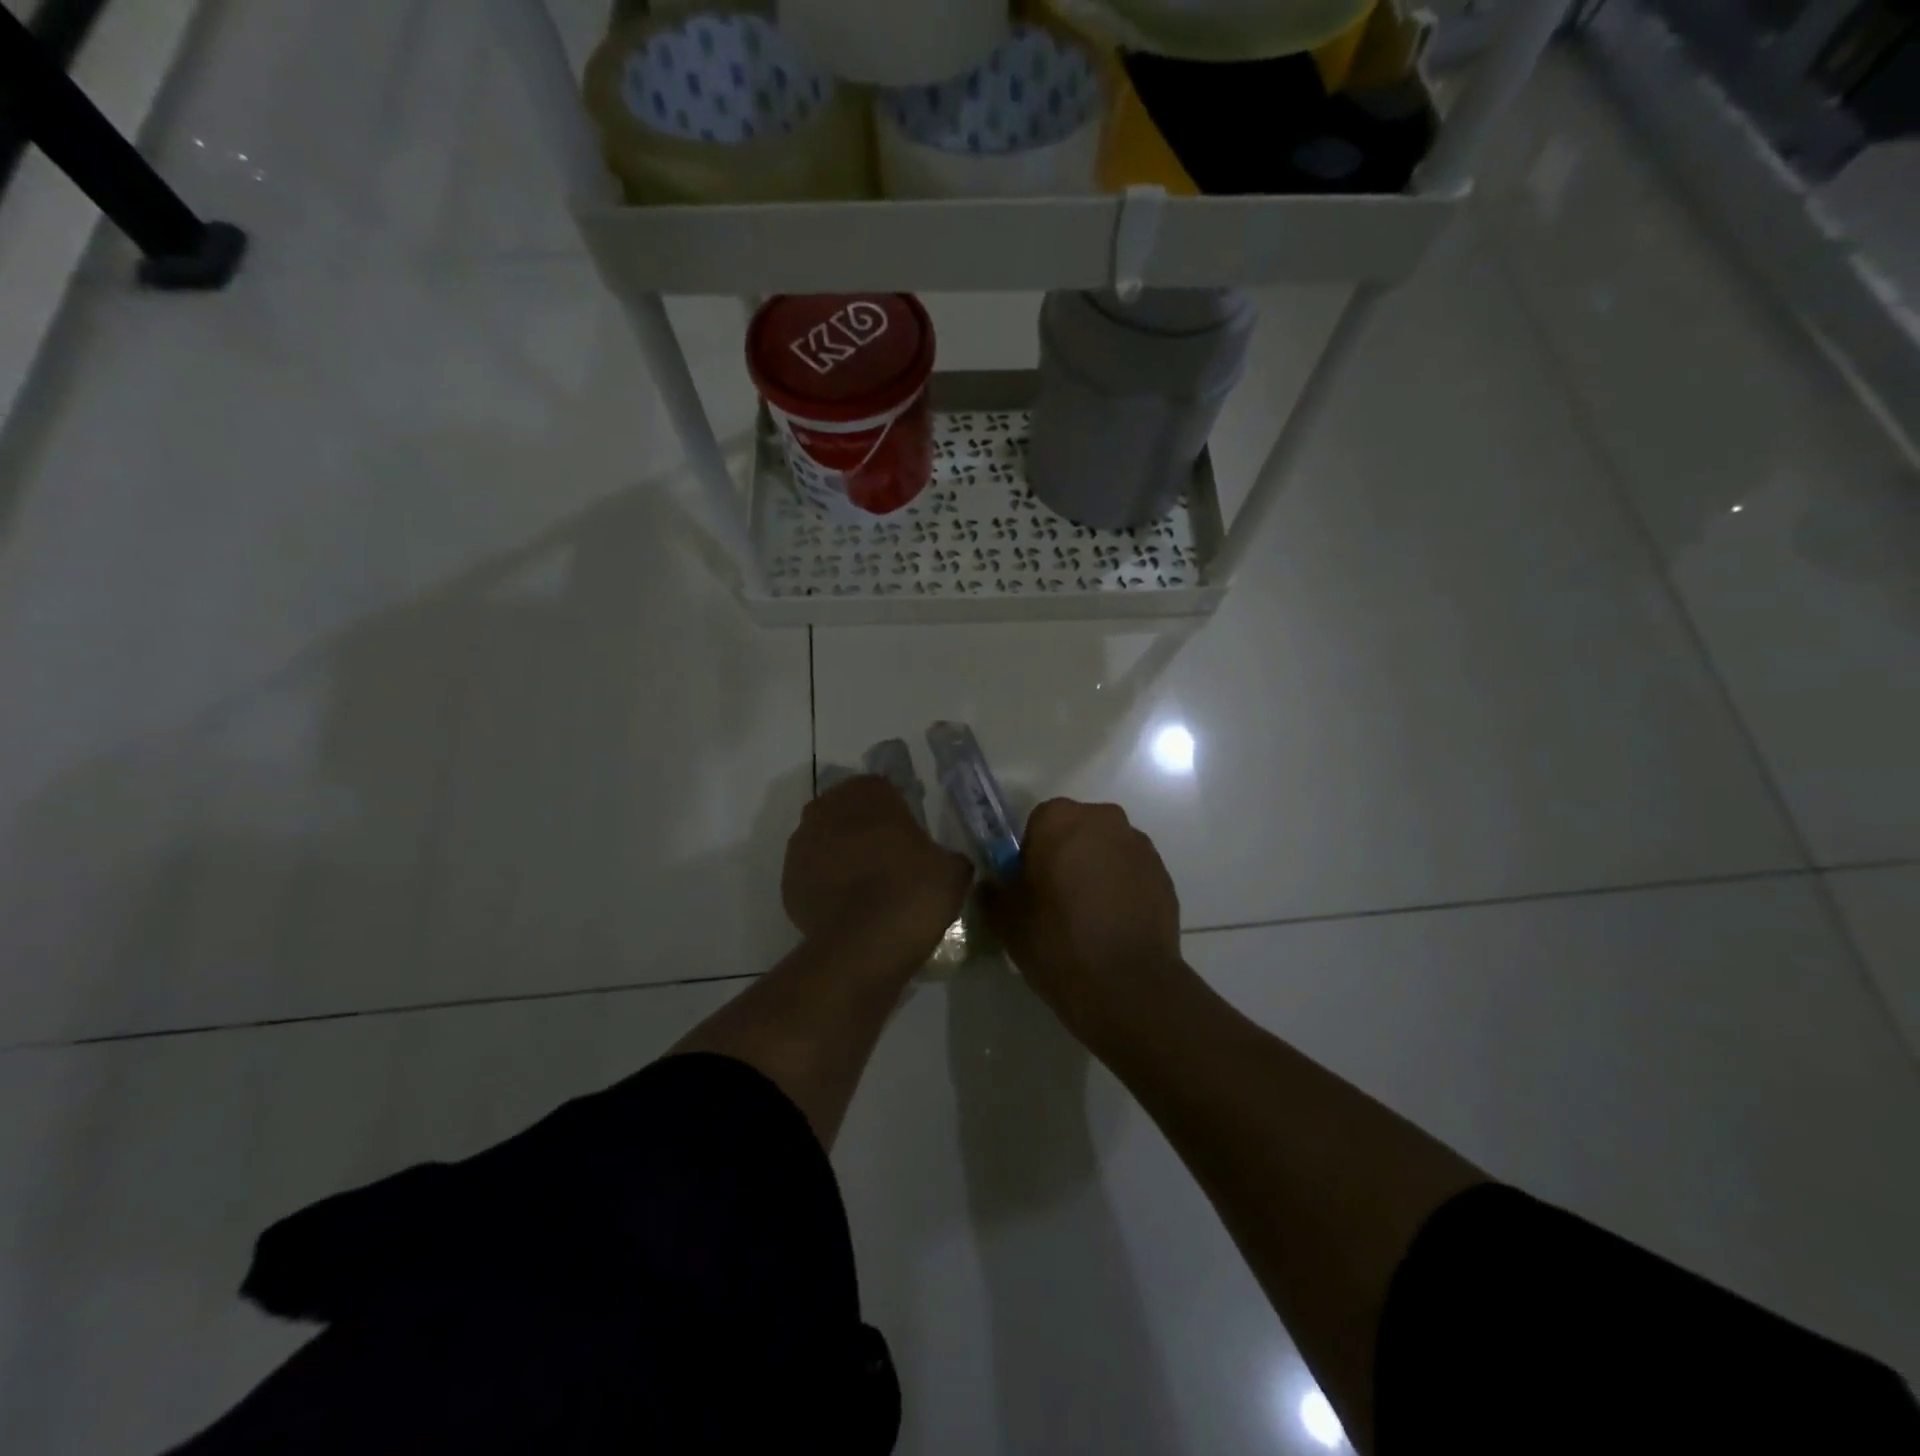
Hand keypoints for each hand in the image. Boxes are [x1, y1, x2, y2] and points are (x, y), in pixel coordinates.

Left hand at [782, 775, 972, 967]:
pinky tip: (848, 903)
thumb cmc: (912, 894)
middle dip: (864, 825)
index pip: (881, 786)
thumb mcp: (953, 870)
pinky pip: (812, 872)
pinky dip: (827, 881)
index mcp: (869, 795)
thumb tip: (942, 861)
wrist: (863, 948)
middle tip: (889, 854)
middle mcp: (829, 809)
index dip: (896, 806)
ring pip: (825, 837)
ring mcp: (802, 845)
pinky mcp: (788, 880)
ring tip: (867, 881)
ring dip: (842, 851)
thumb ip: (947, 854)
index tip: (911, 830)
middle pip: (847, 808)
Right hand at [984, 798, 1186, 1044]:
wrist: (1127, 984)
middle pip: (1077, 830)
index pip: (1038, 822)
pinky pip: (1131, 872)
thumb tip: (994, 885)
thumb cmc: (1057, 941)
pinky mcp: (1164, 874)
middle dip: (1067, 855)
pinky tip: (1114, 925)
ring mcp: (1140, 846)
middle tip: (1056, 899)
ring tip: (1089, 916)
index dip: (1031, 853)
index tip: (1030, 885)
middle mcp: (1104, 820)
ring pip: (1107, 850)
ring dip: (1097, 870)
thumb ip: (995, 892)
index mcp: (1060, 819)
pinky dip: (1122, 889)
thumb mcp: (1006, 920)